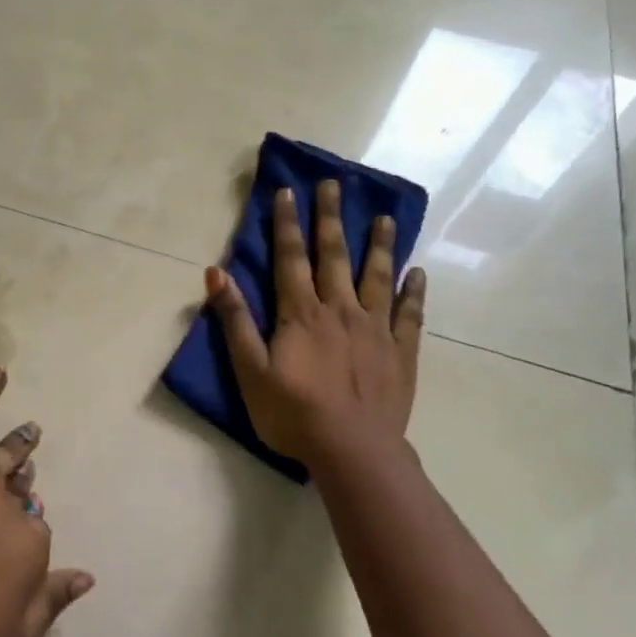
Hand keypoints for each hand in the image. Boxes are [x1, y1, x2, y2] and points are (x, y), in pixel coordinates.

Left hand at [0, 367, 92, 636]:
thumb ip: (50, 605)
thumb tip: (85, 577)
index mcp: (29, 545)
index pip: (35, 536)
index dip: (20, 550)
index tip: (4, 565)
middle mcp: (3, 504)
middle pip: (17, 496)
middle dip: (18, 498)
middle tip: (15, 499)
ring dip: (18, 445)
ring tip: (29, 432)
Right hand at [205, 179, 425, 470]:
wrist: (353, 452)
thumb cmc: (293, 414)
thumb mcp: (250, 370)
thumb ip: (235, 320)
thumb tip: (216, 272)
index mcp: (302, 313)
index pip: (291, 257)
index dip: (287, 223)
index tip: (288, 191)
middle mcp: (340, 309)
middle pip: (335, 255)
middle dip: (331, 217)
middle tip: (335, 184)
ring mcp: (375, 329)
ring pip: (378, 276)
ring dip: (381, 244)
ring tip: (386, 217)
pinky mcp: (400, 352)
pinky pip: (410, 314)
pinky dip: (415, 292)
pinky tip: (419, 273)